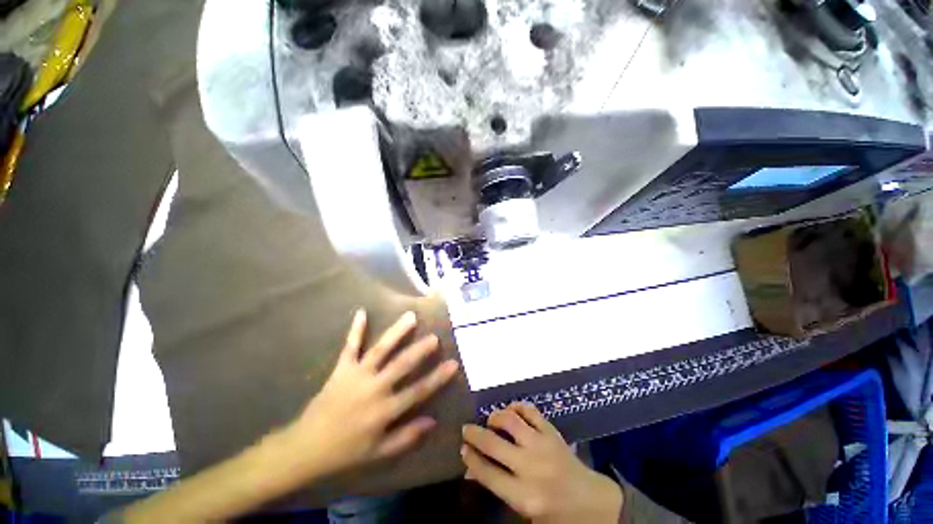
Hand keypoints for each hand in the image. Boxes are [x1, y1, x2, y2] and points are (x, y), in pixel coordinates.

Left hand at [284, 309, 459, 478]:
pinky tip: (361, 312)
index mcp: (385, 410)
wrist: (306, 447)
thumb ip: (407, 436)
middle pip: (402, 365)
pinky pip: (350, 346)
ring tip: (410, 316)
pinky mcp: (342, 369)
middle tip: (434, 336)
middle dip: (420, 350)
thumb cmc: (346, 451)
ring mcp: (357, 375)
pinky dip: (356, 329)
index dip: (437, 378)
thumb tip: (432, 421)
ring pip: (381, 349)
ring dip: (396, 332)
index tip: (453, 364)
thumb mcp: (379, 452)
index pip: (418, 391)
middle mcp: (374, 388)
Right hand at [461, 403, 622, 523]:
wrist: (592, 502)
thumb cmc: (555, 513)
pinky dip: (517, 407)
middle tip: (466, 428)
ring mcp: (542, 445)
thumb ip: (498, 487)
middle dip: (474, 434)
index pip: (487, 473)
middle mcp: (530, 467)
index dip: (471, 458)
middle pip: (493, 444)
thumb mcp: (524, 510)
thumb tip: (472, 469)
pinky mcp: (552, 432)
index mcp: (523, 496)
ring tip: (491, 420)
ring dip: (495, 417)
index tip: (462, 448)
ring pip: (510, 421)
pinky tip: (512, 411)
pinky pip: (530, 411)